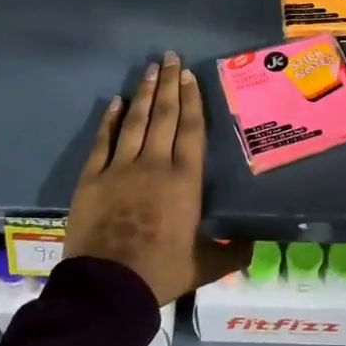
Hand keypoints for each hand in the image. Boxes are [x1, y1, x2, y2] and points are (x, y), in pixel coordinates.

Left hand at [65, 52, 249, 303]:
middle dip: (168, 84)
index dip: (191, 99)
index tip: (189, 75)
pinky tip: (115, 102)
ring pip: (135, 121)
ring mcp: (120, 167)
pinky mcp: (92, 177)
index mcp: (185, 179)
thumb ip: (230, 253)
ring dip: (143, 93)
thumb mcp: (204, 266)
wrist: (109, 287)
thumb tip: (254, 246)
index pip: (191, 128)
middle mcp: (155, 163)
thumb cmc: (161, 272)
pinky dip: (110, 120)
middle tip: (170, 57)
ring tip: (149, 68)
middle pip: (164, 115)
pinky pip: (103, 141)